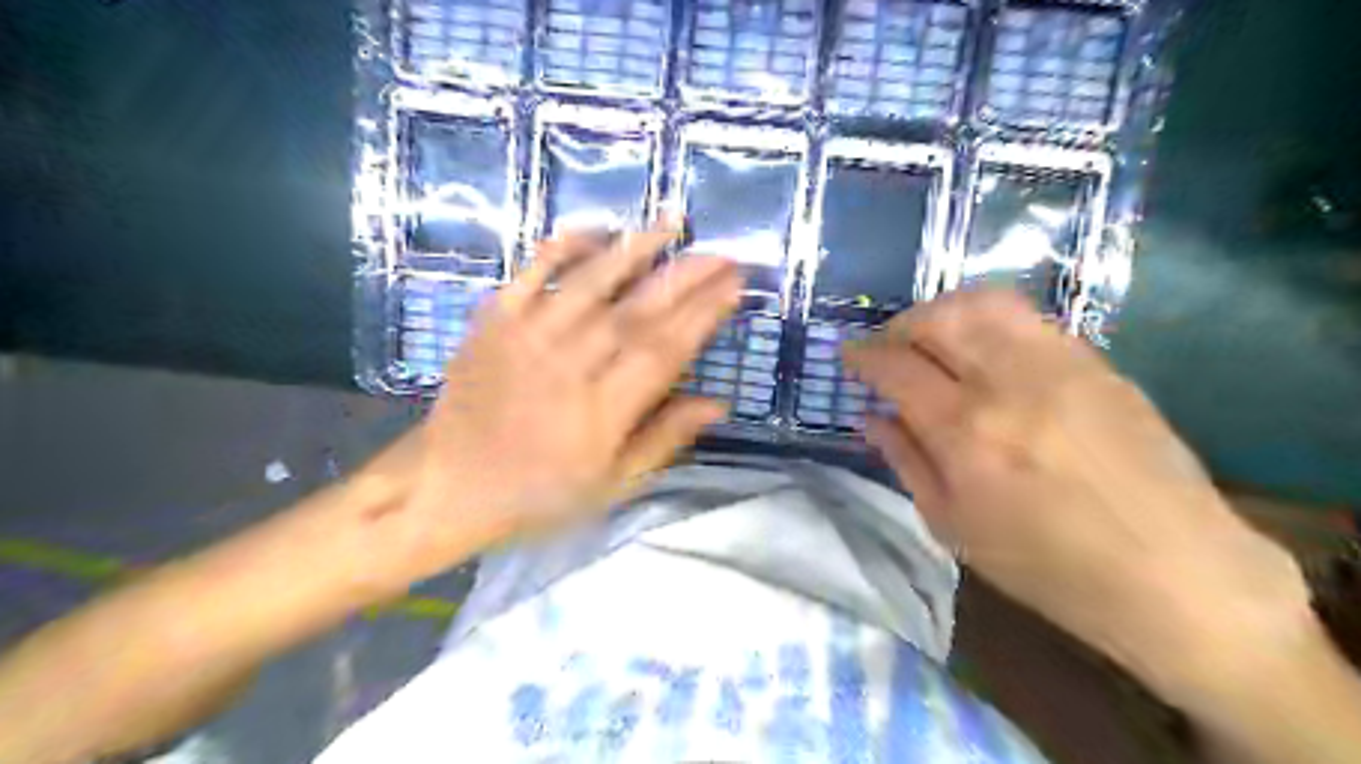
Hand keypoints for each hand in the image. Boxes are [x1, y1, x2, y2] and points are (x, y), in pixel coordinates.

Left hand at [377, 225, 742, 582]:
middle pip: (637, 311)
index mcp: (602, 410)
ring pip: (590, 282)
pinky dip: (562, 248)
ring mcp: (527, 336)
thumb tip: (718, 402)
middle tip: (723, 252)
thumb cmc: (538, 493)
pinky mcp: (494, 321)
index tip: (735, 286)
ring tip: (672, 224)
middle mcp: (569, 364)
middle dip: (686, 277)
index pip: (665, 349)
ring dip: (635, 250)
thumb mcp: (611, 485)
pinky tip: (595, 229)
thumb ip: (664, 439)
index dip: (704, 314)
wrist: (446, 485)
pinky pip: (530, 274)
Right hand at [848, 293, 1313, 703]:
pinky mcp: (1097, 362)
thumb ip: (906, 461)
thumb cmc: (1048, 566)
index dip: (864, 356)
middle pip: (938, 318)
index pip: (897, 367)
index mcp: (966, 432)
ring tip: (930, 338)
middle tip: (887, 347)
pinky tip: (983, 349)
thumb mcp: (954, 527)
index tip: (849, 357)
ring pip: (984, 304)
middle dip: (899, 325)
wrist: (1173, 573)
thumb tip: (870, 418)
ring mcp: (1060, 364)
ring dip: (942, 311)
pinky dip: (988, 321)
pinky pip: (1027, 319)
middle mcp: (1009, 382)